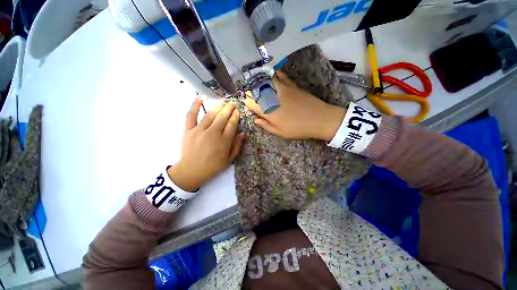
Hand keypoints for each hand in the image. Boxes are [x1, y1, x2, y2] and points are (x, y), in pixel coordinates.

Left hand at [168, 99, 243, 191]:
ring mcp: (200, 130)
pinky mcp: (189, 130)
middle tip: (232, 103)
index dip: (235, 116)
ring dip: (218, 107)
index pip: (232, 124)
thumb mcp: (229, 159)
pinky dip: (195, 106)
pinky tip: (200, 99)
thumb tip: (243, 133)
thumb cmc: (213, 166)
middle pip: (222, 117)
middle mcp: (213, 133)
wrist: (192, 171)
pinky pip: (191, 116)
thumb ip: (237, 146)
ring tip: (222, 102)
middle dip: (228, 109)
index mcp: (224, 141)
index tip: (237, 111)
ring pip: (210, 115)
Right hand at [243, 71, 345, 140]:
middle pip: (258, 93)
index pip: (254, 105)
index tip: (244, 99)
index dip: (248, 102)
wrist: (319, 119)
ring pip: (267, 83)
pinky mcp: (292, 86)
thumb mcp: (281, 133)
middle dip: (250, 91)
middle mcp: (274, 100)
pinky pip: (281, 77)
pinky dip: (274, 74)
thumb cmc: (298, 129)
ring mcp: (283, 91)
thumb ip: (267, 126)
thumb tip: (255, 120)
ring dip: (259, 80)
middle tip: (246, 89)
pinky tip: (271, 72)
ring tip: (253, 79)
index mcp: (270, 113)